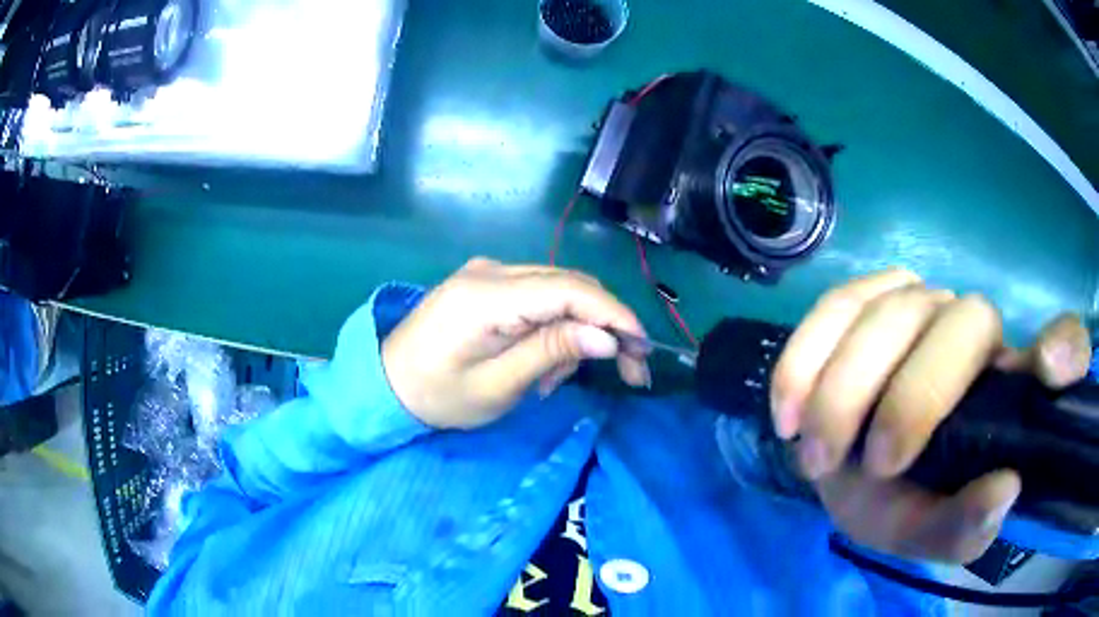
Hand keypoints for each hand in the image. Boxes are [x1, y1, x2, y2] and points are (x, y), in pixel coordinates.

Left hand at [382, 258, 650, 429]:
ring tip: (556, 382)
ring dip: (576, 332)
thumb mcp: (497, 386)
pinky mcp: (487, 284)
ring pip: (559, 291)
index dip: (614, 315)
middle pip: (570, 285)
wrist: (385, 383)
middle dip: (605, 325)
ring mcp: (488, 273)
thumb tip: (608, 338)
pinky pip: (537, 297)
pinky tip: (542, 363)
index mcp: (487, 295)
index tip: (642, 349)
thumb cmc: (436, 396)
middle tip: (630, 369)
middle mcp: (491, 270)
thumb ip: (552, 353)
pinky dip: (553, 328)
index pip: (569, 290)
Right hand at [770, 270, 1091, 561]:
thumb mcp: (928, 532)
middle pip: (962, 322)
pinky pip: (837, 303)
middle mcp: (977, 331)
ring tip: (816, 456)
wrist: (846, 470)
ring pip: (892, 311)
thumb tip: (1004, 489)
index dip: (1065, 346)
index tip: (1048, 370)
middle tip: (871, 467)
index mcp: (1010, 391)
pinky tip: (788, 412)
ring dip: (845, 391)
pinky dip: (806, 359)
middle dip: (912, 399)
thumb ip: (963, 528)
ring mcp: (922, 302)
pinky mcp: (867, 296)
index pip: (1064, 345)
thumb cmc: (901, 501)